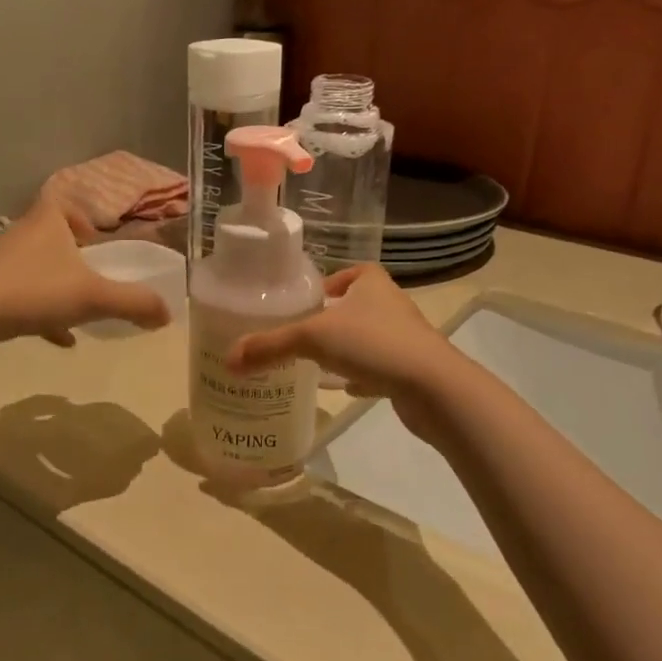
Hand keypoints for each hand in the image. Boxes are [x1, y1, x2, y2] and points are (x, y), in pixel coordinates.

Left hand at [0, 196, 171, 349]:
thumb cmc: (35, 291)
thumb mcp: (93, 297)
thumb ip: (134, 303)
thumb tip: (168, 313)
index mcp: (46, 221)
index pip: (62, 201)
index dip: (81, 216)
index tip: (96, 241)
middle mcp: (21, 234)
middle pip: (50, 235)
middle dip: (72, 255)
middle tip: (92, 275)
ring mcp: (0, 262)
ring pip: (36, 266)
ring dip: (57, 284)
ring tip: (78, 309)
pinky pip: (21, 294)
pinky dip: (41, 312)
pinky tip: (59, 339)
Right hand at [227, 265, 456, 434]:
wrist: (433, 387)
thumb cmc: (373, 343)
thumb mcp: (312, 339)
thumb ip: (270, 346)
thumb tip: (229, 359)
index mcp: (373, 284)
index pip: (356, 272)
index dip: (335, 281)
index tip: (314, 298)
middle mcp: (393, 306)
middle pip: (361, 306)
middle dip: (336, 317)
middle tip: (305, 332)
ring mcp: (407, 339)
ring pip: (371, 338)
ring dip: (350, 347)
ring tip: (320, 361)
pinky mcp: (413, 370)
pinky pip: (382, 367)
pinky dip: (365, 375)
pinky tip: (347, 388)